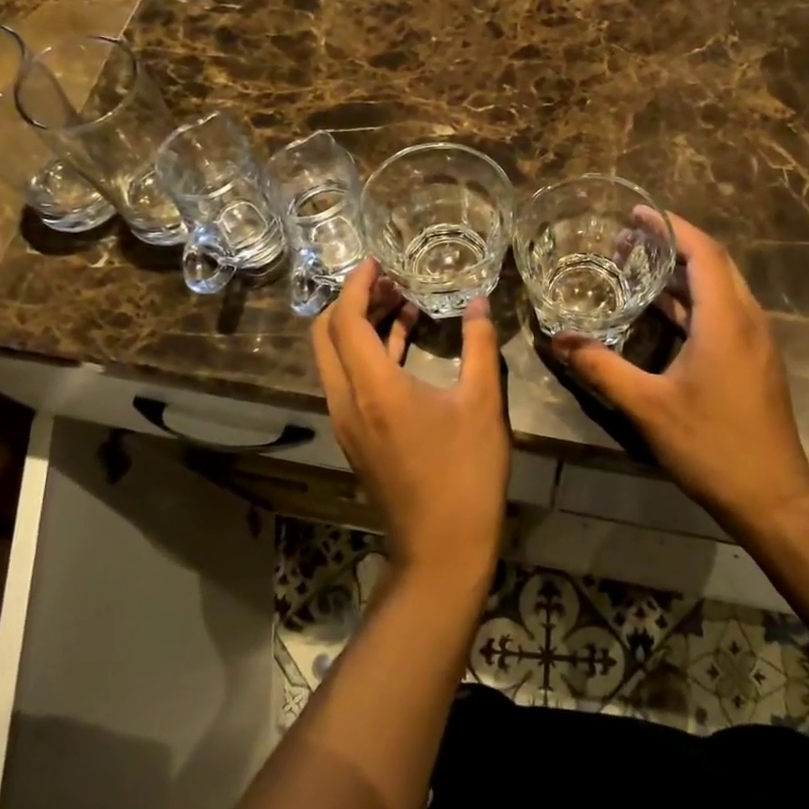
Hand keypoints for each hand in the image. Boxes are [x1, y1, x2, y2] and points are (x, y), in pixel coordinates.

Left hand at [311, 259, 511, 584]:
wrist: (442, 546)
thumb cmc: (466, 472)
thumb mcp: (482, 402)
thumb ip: (479, 344)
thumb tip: (480, 302)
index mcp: (373, 387)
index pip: (345, 319)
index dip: (358, 284)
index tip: (378, 262)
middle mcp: (347, 400)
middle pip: (327, 335)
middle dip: (353, 301)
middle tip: (391, 281)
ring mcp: (346, 421)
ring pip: (335, 358)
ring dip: (360, 325)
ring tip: (402, 302)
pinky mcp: (355, 435)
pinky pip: (349, 379)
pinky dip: (367, 353)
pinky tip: (403, 340)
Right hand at [551, 212, 808, 532]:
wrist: (772, 496)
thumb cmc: (711, 445)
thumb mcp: (647, 406)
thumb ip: (601, 367)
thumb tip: (559, 340)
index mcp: (726, 320)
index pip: (703, 251)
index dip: (670, 226)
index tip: (636, 213)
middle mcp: (747, 319)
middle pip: (714, 262)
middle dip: (673, 243)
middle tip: (629, 237)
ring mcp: (756, 340)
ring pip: (720, 287)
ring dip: (683, 271)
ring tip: (639, 264)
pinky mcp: (755, 358)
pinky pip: (723, 310)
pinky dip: (693, 299)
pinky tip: (663, 310)